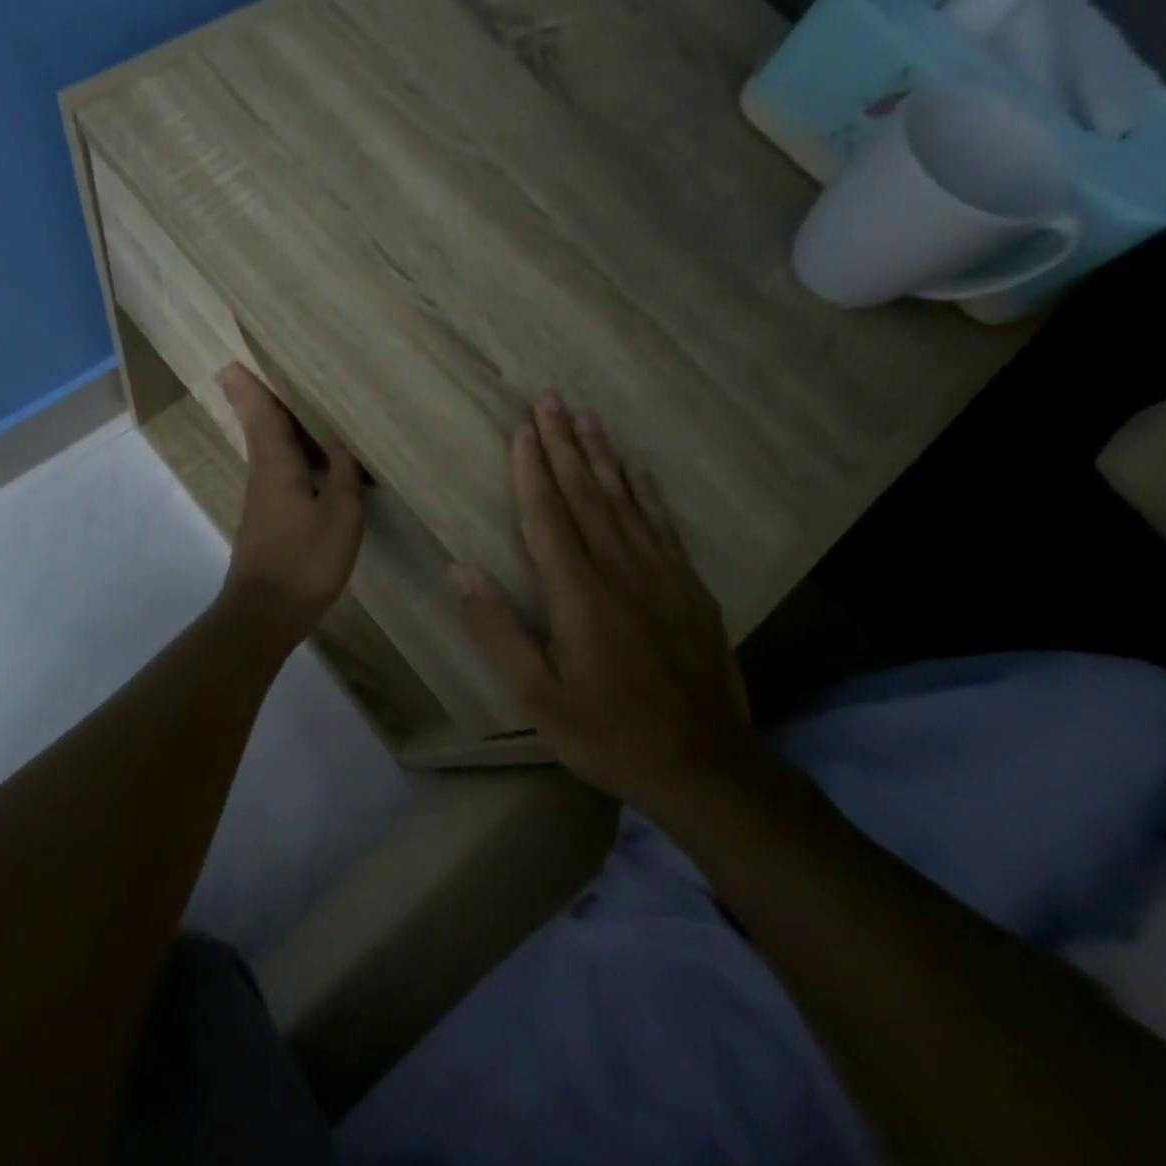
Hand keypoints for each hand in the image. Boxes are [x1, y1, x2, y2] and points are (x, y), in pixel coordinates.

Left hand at [216, 363, 365, 642]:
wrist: (265, 614)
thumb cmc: (304, 560)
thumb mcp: (340, 515)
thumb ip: (345, 475)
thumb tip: (344, 442)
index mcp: (276, 466)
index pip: (262, 416)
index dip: (250, 389)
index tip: (232, 362)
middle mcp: (263, 476)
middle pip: (262, 429)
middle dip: (262, 400)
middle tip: (268, 371)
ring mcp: (263, 501)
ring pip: (271, 452)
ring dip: (280, 427)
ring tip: (303, 406)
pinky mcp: (269, 521)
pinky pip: (281, 475)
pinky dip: (294, 457)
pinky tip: (316, 462)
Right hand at [451, 393, 758, 808]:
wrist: (705, 766)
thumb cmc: (608, 733)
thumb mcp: (537, 697)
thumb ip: (497, 630)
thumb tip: (460, 569)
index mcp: (578, 595)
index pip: (548, 517)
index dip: (533, 470)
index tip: (523, 429)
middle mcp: (620, 572)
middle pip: (587, 495)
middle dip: (565, 444)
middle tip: (551, 399)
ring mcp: (662, 576)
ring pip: (626, 501)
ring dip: (603, 456)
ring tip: (587, 417)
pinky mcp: (690, 589)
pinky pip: (663, 525)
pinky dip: (647, 491)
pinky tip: (638, 469)